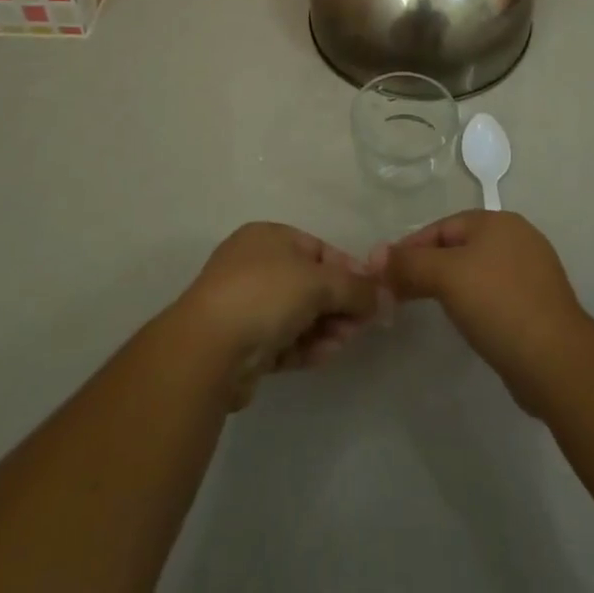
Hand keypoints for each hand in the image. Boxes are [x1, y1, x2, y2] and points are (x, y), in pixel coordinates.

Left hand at [172, 223, 380, 408]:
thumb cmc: (265, 294)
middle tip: (360, 326)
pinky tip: (324, 356)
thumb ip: (356, 288)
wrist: (209, 349)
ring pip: (298, 315)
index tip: (372, 294)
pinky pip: (284, 341)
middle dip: (338, 304)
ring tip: (342, 344)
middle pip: (310, 284)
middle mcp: (255, 265)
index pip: (318, 249)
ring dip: (325, 328)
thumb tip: (384, 295)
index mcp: (268, 237)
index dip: (348, 270)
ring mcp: (246, 306)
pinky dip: (305, 347)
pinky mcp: (243, 344)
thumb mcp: (318, 282)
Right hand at [382, 210, 593, 412]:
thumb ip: (409, 263)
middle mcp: (518, 238)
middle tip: (401, 293)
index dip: (410, 248)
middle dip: (429, 267)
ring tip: (429, 309)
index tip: (386, 274)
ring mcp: (533, 272)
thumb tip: (375, 256)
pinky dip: (476, 304)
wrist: (557, 362)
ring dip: (451, 287)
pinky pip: (496, 296)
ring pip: (478, 272)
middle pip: (459, 247)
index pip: (442, 227)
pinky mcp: (540, 306)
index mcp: (498, 221)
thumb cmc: (498, 305)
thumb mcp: (446, 277)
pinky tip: (468, 324)